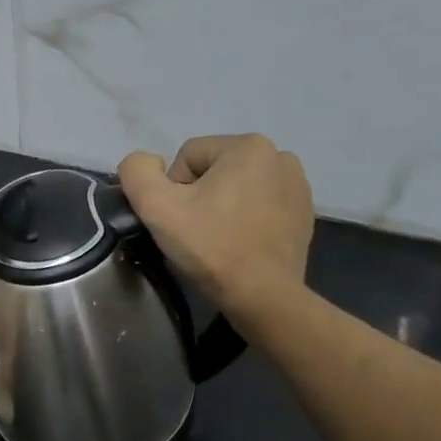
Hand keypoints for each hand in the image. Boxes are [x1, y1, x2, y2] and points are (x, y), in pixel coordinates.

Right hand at [116, 134, 313, 321]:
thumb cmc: (210, 246)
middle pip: (214, 169)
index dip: (173, 189)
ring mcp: (298, 185)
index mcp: (248, 146)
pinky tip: (241, 243)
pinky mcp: (303, 212)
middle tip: (196, 231)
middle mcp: (279, 156)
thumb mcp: (156, 206)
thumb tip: (145, 163)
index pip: (187, 157)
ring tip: (219, 238)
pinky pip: (260, 204)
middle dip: (199, 196)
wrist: (262, 295)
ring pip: (237, 187)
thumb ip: (137, 171)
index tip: (180, 220)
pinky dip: (245, 218)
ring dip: (222, 206)